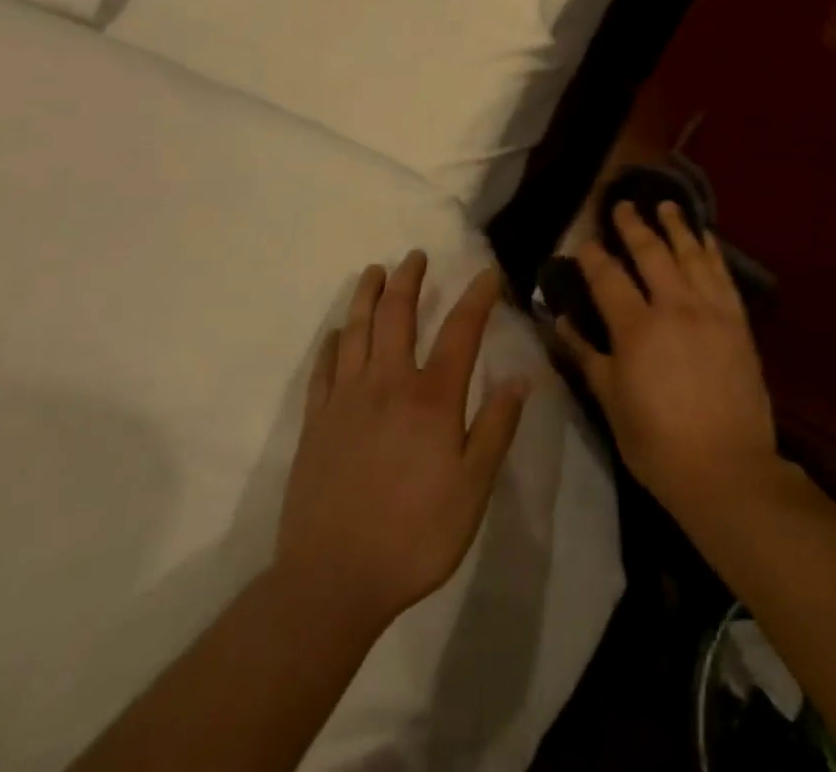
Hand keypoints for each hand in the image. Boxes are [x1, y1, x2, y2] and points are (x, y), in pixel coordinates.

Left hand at [274, 252, 526, 633]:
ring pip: (355, 331)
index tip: (487, 274)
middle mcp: (388, 384)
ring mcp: (346, 400)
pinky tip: (336, 333)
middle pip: (397, 316)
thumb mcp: (473, 488)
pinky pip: (323, 369)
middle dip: (408, 280)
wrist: (332, 581)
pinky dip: (331, 343)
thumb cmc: (414, 535)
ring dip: (366, 296)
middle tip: (415, 255)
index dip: (477, 298)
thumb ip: (495, 428)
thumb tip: (520, 378)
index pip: (461, 331)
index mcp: (431, 398)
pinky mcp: (315, 423)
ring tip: (374, 272)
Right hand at [556, 202, 780, 526]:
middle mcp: (674, 307)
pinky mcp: (738, 321)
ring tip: (666, 205)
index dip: (593, 255)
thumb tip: (560, 321)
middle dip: (633, 225)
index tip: (584, 241)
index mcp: (637, 329)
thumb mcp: (611, 402)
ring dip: (676, 226)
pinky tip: (705, 237)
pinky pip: (723, 274)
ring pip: (691, 254)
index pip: (608, 277)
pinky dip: (712, 251)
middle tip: (622, 205)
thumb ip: (586, 355)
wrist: (728, 469)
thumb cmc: (658, 444)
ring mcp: (710, 310)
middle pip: (651, 252)